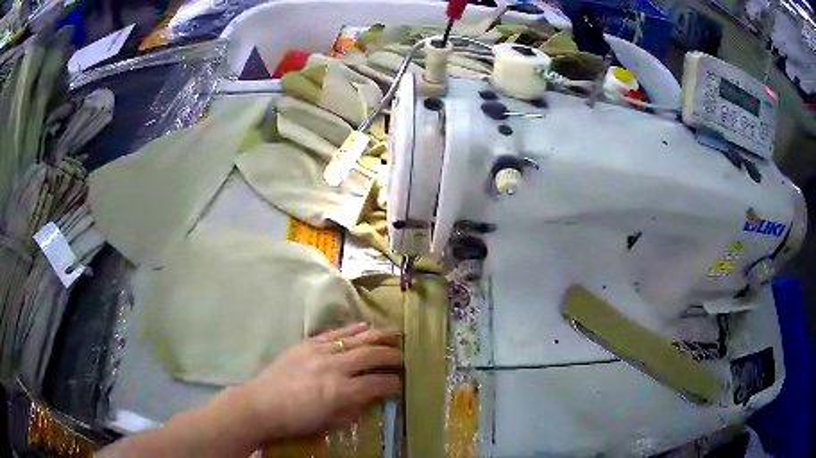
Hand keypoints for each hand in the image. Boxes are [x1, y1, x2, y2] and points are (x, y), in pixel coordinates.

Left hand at [241, 323, 401, 443]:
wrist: (262, 404)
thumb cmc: (297, 420)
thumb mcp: (330, 422)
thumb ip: (355, 408)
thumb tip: (373, 397)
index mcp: (342, 392)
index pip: (378, 383)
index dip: (393, 383)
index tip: (401, 383)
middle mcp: (335, 368)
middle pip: (371, 355)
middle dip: (392, 355)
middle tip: (404, 357)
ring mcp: (320, 352)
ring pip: (356, 339)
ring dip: (378, 335)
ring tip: (395, 333)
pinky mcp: (307, 344)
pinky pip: (334, 333)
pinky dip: (352, 329)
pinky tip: (365, 326)